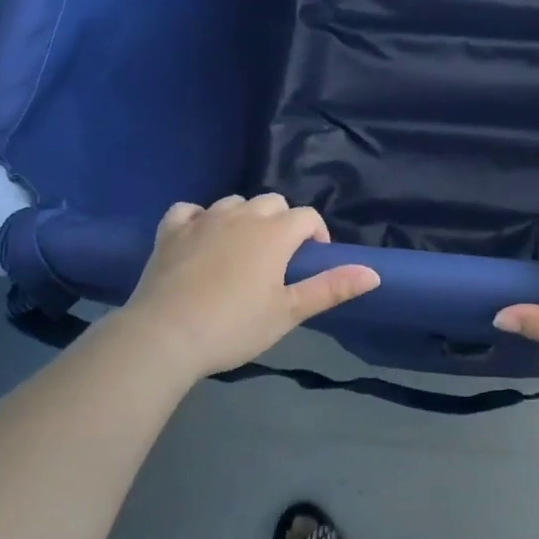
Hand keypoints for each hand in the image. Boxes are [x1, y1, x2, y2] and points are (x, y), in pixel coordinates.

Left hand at [119, 194, 379, 381]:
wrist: (165, 336)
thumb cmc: (234, 326)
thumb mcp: (289, 312)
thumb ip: (331, 288)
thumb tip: (374, 273)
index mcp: (274, 233)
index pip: (307, 217)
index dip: (316, 234)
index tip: (310, 262)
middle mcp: (242, 215)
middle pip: (273, 202)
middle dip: (282, 222)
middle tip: (277, 259)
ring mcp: (204, 219)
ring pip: (234, 202)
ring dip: (244, 218)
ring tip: (241, 250)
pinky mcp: (171, 230)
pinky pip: (189, 209)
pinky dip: (198, 218)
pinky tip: (199, 237)